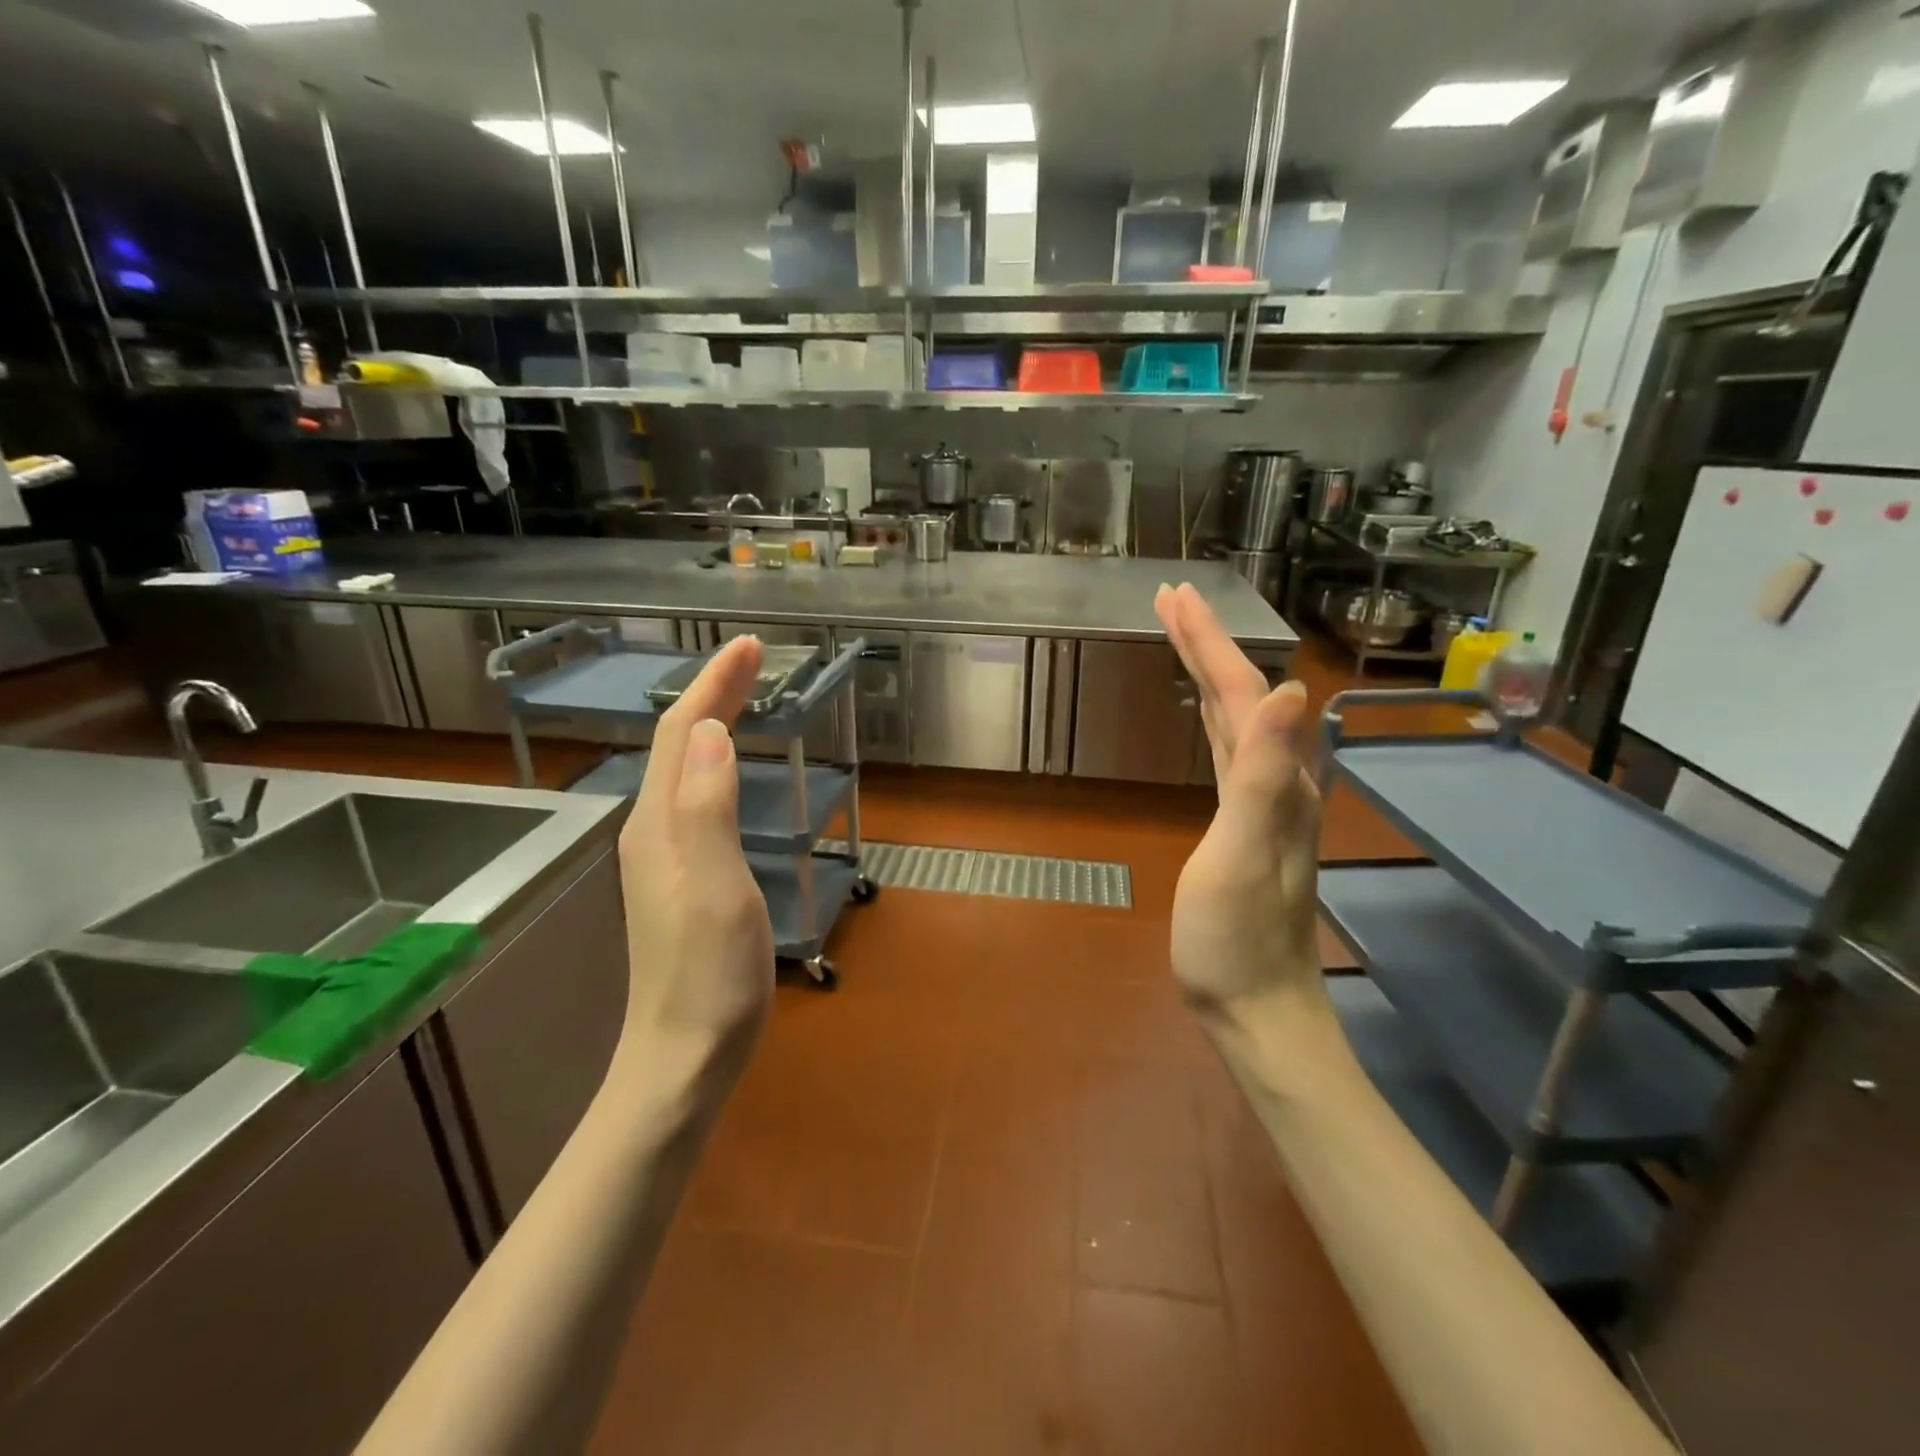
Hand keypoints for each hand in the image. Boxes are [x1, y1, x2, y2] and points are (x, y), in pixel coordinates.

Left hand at [617, 635, 775, 1065]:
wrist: (683, 1056)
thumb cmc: (708, 974)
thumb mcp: (715, 887)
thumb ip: (708, 808)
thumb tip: (711, 733)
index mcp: (661, 823)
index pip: (683, 733)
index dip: (715, 685)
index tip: (751, 646)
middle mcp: (654, 829)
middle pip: (679, 744)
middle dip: (714, 693)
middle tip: (754, 659)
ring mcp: (664, 855)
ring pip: (685, 768)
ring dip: (713, 722)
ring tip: (744, 696)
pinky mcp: (682, 877)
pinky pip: (696, 796)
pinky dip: (716, 762)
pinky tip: (731, 769)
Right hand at [1155, 583, 1322, 1015]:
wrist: (1256, 1006)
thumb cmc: (1236, 938)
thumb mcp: (1243, 855)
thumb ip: (1261, 775)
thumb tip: (1291, 690)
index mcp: (1276, 781)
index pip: (1242, 692)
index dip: (1208, 642)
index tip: (1173, 597)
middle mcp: (1277, 781)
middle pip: (1240, 695)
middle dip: (1205, 643)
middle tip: (1170, 600)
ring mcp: (1261, 803)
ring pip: (1234, 719)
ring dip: (1208, 673)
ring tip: (1181, 637)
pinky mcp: (1240, 823)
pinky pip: (1225, 750)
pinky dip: (1211, 716)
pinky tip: (1205, 713)